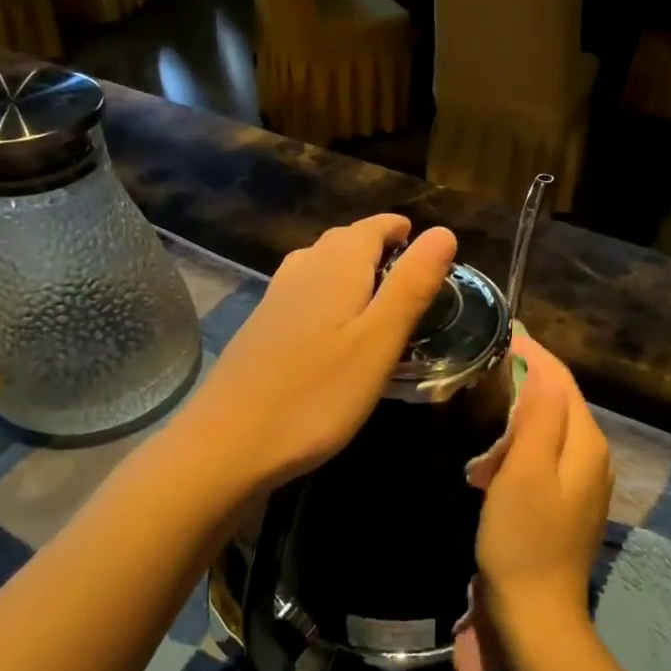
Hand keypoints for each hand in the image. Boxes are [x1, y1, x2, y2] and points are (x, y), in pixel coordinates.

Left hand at [183, 215, 456, 491]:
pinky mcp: (259, 329)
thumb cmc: (317, 394)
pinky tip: (329, 326)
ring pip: (317, 264)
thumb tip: (443, 231)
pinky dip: (325, 293)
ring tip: (373, 292)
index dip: (398, 229)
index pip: (371, 227)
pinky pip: (300, 292)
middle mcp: (301, 272)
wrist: (227, 442)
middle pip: (341, 241)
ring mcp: (274, 300)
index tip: (422, 242)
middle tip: (406, 270)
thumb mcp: (379, 342)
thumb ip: (411, 286)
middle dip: (375, 245)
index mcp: (335, 268)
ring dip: (347, 267)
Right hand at [477, 335, 613, 636]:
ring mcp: (583, 482)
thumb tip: (542, 366)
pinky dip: (520, 444)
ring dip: (520, 414)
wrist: (535, 613)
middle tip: (483, 367)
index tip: (501, 332)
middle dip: (526, 380)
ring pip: (551, 428)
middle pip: (560, 401)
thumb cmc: (523, 538)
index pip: (562, 381)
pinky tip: (493, 456)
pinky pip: (545, 455)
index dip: (534, 354)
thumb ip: (539, 416)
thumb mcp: (525, 471)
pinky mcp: (567, 502)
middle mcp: (593, 457)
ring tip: (482, 406)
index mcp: (586, 443)